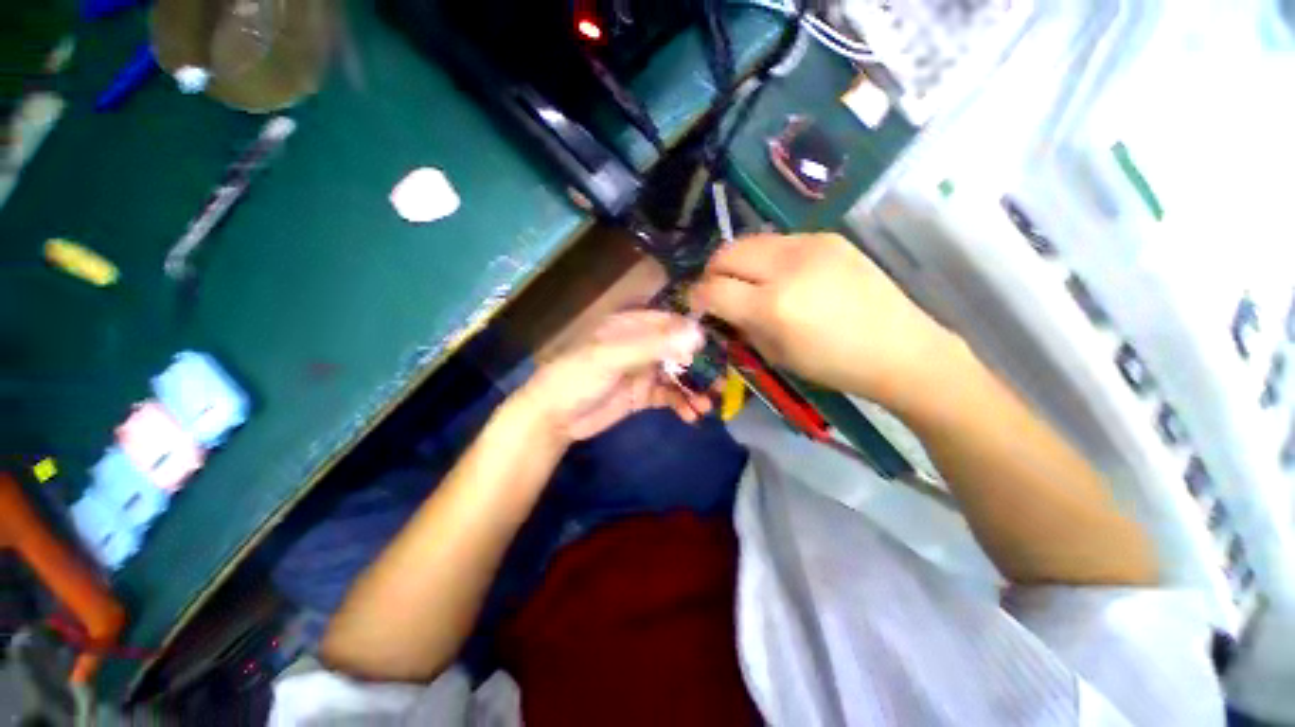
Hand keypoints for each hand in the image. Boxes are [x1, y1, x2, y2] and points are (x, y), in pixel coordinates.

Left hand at [515, 310, 714, 442]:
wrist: (553, 417)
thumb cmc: (576, 377)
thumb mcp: (611, 357)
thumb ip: (652, 345)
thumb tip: (697, 336)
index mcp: (630, 326)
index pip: (669, 322)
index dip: (692, 333)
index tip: (715, 349)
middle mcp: (640, 345)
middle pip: (677, 350)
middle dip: (699, 366)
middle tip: (721, 383)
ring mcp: (642, 371)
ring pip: (676, 375)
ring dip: (693, 388)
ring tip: (707, 405)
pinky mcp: (642, 395)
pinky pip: (668, 396)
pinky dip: (681, 404)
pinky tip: (691, 415)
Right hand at [689, 233, 954, 406]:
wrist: (899, 348)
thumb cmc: (833, 365)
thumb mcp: (775, 355)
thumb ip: (742, 326)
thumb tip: (721, 308)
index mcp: (773, 305)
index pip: (713, 289)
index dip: (697, 297)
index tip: (696, 305)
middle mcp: (787, 266)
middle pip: (726, 252)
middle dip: (713, 272)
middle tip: (718, 291)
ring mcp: (810, 244)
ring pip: (750, 241)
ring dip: (739, 262)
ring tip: (749, 282)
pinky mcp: (827, 237)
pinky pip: (779, 241)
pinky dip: (767, 258)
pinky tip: (782, 276)